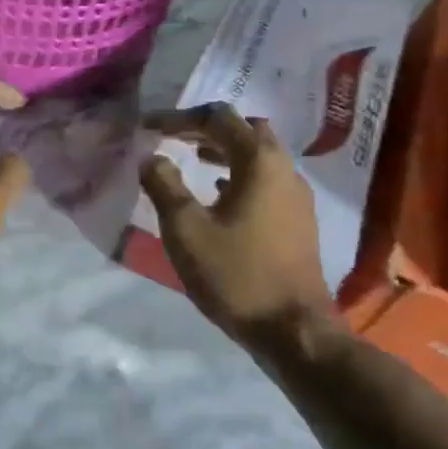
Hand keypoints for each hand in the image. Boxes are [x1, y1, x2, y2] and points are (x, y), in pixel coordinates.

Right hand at [140, 103, 336, 342]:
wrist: (293, 330)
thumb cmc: (236, 275)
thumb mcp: (186, 230)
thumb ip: (164, 186)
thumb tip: (150, 156)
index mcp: (260, 162)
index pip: (218, 118)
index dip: (179, 118)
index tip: (149, 127)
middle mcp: (285, 169)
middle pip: (246, 129)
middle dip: (208, 128)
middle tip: (175, 138)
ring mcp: (296, 196)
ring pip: (259, 156)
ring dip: (225, 150)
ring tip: (192, 159)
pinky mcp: (298, 220)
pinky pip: (266, 181)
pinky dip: (239, 175)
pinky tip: (218, 194)